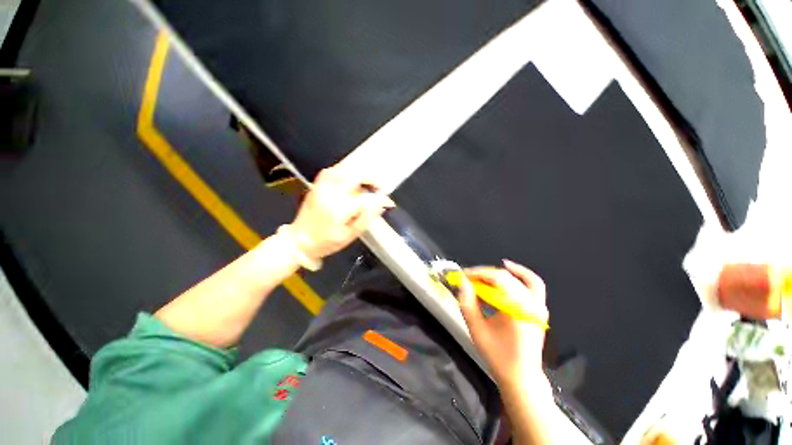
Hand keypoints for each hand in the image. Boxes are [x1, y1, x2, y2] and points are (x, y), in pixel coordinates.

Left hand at [289, 164, 393, 260]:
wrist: (298, 241)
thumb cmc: (326, 242)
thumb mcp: (350, 236)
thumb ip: (366, 219)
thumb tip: (380, 205)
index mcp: (339, 209)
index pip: (365, 198)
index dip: (380, 199)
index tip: (389, 202)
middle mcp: (330, 194)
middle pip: (354, 176)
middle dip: (371, 179)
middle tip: (379, 188)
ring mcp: (321, 188)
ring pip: (342, 170)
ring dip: (358, 173)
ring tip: (367, 183)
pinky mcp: (316, 186)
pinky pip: (330, 171)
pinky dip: (343, 171)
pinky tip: (350, 179)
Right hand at [458, 260, 549, 389]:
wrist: (522, 377)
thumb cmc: (498, 357)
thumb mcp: (476, 330)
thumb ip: (467, 304)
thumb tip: (463, 283)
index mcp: (518, 311)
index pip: (498, 280)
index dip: (479, 273)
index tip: (464, 275)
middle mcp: (532, 306)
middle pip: (507, 278)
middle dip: (484, 274)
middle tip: (469, 279)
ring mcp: (539, 306)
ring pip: (521, 278)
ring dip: (499, 273)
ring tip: (482, 276)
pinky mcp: (539, 308)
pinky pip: (533, 284)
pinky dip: (521, 274)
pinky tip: (508, 269)